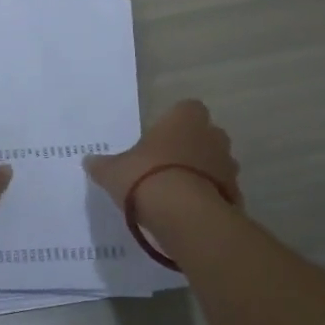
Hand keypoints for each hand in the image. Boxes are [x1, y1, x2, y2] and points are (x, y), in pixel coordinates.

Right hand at [85, 99, 241, 213]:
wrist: (184, 216)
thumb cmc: (146, 177)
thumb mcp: (113, 171)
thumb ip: (103, 165)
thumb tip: (89, 161)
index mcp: (184, 119)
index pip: (187, 108)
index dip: (175, 121)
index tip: (161, 137)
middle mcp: (212, 136)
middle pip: (205, 135)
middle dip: (191, 147)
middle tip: (167, 164)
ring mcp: (228, 166)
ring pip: (215, 163)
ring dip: (202, 173)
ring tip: (177, 192)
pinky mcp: (235, 195)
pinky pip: (220, 191)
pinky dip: (208, 198)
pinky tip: (188, 212)